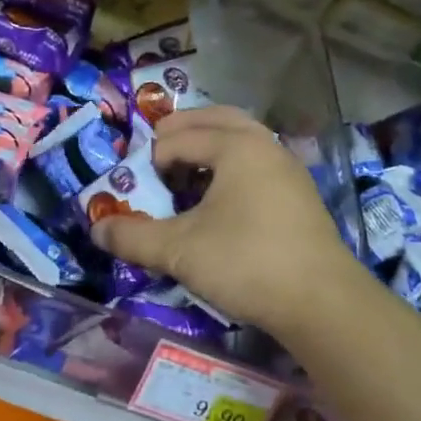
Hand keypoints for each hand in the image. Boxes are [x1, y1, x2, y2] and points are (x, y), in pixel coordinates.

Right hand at [90, 105, 368, 340]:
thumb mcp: (179, 250)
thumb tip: (96, 229)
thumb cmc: (247, 263)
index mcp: (236, 146)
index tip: (140, 188)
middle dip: (182, 131)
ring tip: (186, 172)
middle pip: (216, 118)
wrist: (323, 302)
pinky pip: (257, 160)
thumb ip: (133, 236)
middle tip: (157, 155)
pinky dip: (231, 163)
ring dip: (209, 144)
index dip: (152, 159)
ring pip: (241, 137)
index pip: (180, 137)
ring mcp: (287, 167)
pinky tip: (220, 199)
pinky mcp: (299, 193)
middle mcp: (264, 145)